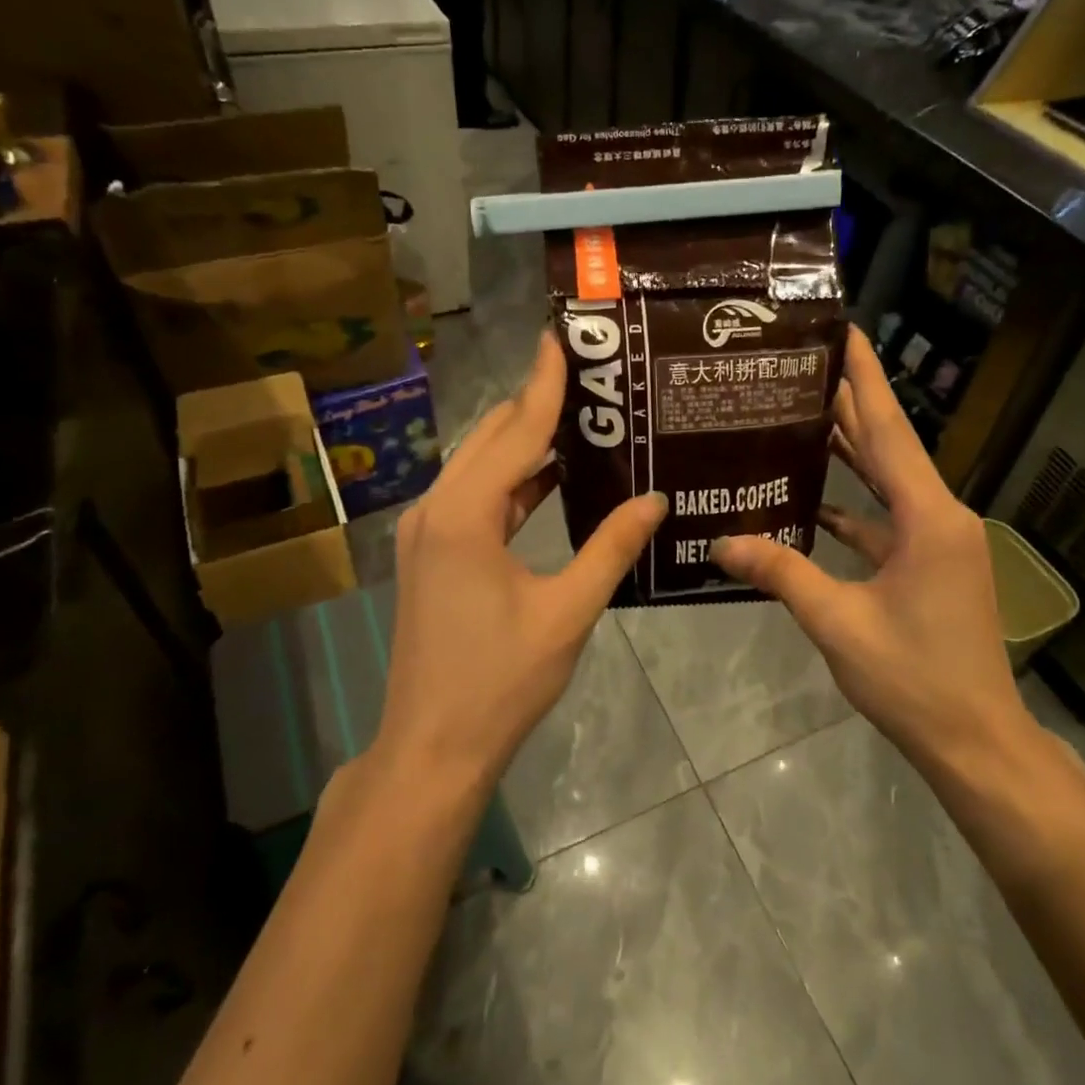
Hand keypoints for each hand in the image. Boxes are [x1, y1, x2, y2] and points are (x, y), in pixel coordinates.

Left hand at [374, 331, 666, 793]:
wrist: (433, 747)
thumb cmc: (501, 681)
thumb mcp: (567, 612)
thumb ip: (612, 548)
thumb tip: (657, 499)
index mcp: (465, 515)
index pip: (516, 431)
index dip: (545, 383)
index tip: (563, 336)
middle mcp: (436, 509)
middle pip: (491, 438)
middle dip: (536, 403)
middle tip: (590, 375)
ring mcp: (427, 532)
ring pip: (482, 467)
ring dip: (527, 443)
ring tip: (583, 418)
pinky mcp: (431, 554)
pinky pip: (477, 499)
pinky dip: (514, 482)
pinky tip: (554, 477)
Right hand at [712, 326, 1038, 776]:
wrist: (975, 742)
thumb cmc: (914, 679)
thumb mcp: (840, 623)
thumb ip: (781, 574)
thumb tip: (720, 543)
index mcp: (928, 518)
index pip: (888, 431)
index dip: (865, 378)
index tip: (845, 330)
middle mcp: (939, 517)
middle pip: (887, 447)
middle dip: (849, 404)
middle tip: (802, 366)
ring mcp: (937, 543)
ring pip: (886, 483)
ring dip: (848, 452)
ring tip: (800, 416)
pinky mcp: (929, 567)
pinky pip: (885, 521)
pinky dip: (851, 507)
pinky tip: (811, 500)